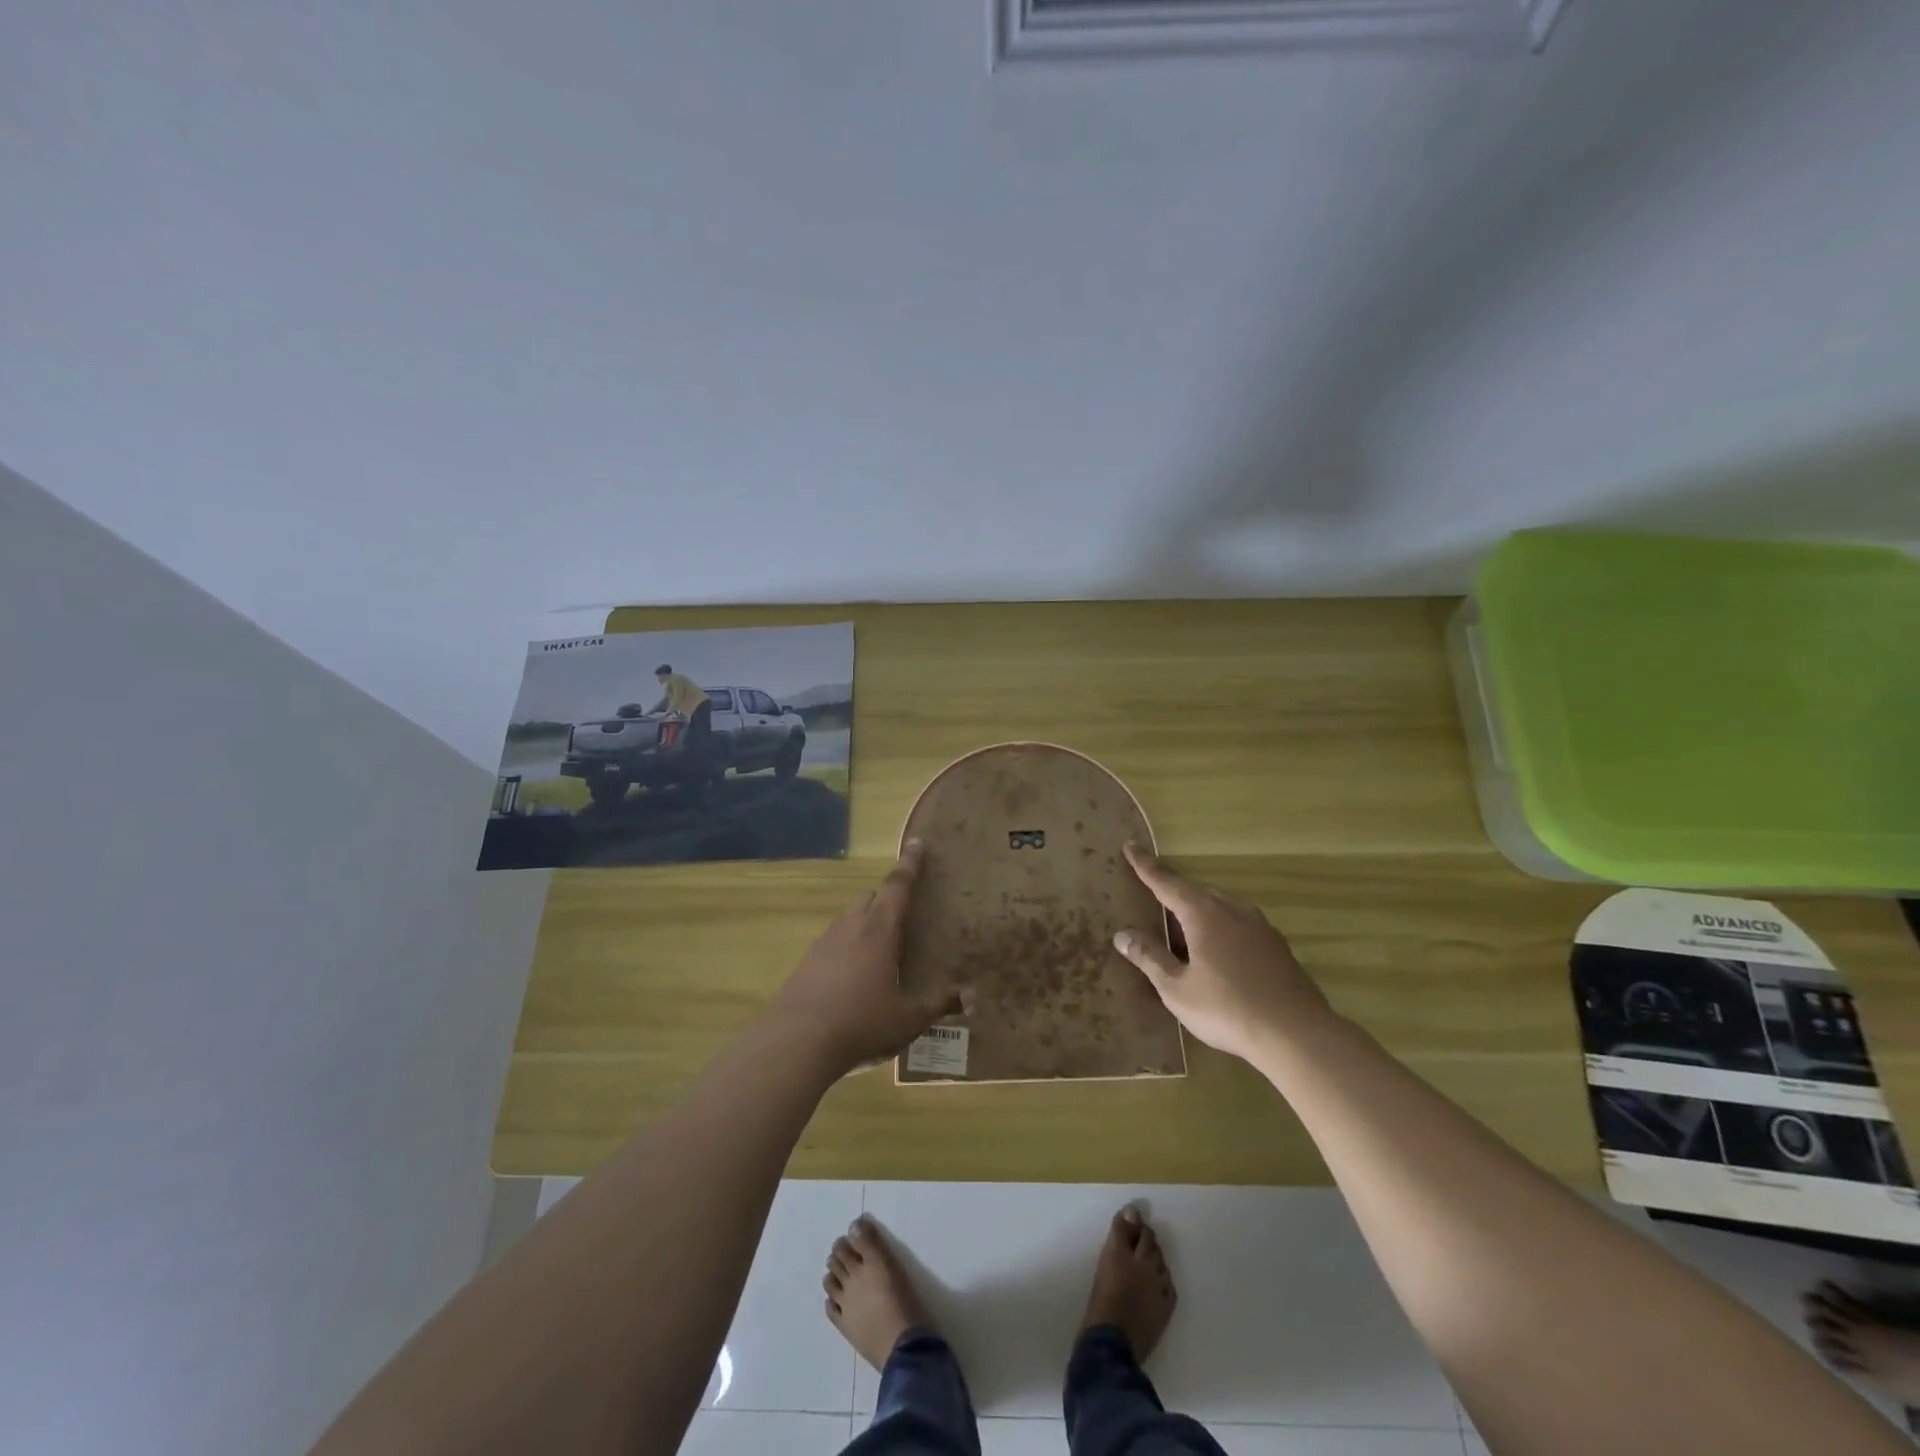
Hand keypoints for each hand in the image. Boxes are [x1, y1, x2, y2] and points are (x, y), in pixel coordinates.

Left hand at [769, 840, 953, 1071]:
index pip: (898, 886)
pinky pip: (832, 943)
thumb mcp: (908, 1019)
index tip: (917, 843)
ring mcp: (824, 943)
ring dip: (865, 924)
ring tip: (879, 949)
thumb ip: (938, 1004)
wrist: (796, 1042)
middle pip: (870, 898)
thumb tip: (969, 996)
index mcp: (880, 930)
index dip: (910, 865)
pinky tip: (852, 976)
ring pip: (848, 919)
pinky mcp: (806, 963)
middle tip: (902, 913)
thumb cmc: (862, 1022)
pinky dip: (846, 948)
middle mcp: (851, 927)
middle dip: (886, 898)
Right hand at [1112, 843, 1335, 1062]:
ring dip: (1198, 910)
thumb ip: (1150, 958)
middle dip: (1173, 890)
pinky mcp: (1276, 946)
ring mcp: (1259, 926)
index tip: (1130, 846)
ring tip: (1182, 927)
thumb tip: (1122, 935)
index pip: (1167, 882)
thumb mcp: (1177, 988)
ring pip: (1220, 906)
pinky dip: (1220, 926)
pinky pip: (1239, 923)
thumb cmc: (1227, 1009)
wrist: (1297, 1034)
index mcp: (1203, 914)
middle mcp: (1232, 910)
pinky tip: (1218, 950)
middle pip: (1195, 891)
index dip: (1145, 866)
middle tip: (1152, 895)